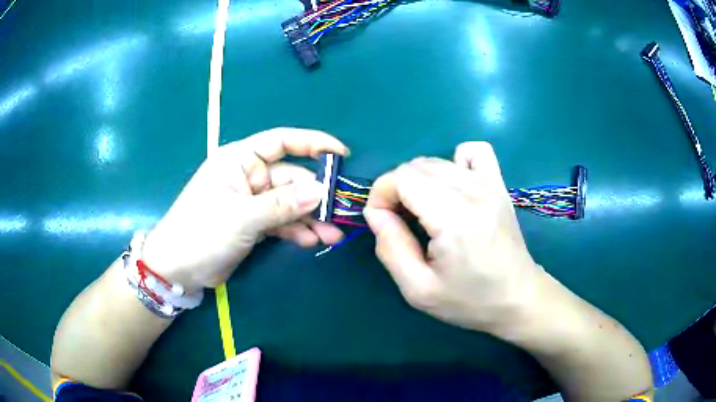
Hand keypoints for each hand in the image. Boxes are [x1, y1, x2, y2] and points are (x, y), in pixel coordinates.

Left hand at [142, 128, 347, 290]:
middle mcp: (249, 176)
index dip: (312, 143)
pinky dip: (296, 230)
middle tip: (339, 214)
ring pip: (289, 203)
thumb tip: (322, 192)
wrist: (178, 269)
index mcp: (240, 160)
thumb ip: (282, 204)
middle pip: (291, 178)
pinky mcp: (254, 223)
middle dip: (316, 196)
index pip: (281, 141)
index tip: (341, 154)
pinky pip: (282, 222)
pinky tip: (311, 241)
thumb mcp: (242, 217)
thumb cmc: (201, 232)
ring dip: (311, 218)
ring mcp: (252, 201)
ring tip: (332, 235)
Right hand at [363, 142, 543, 334]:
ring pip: (438, 160)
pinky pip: (474, 151)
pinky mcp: (500, 185)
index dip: (381, 194)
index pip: (403, 177)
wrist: (518, 299)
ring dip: (418, 180)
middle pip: (417, 165)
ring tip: (423, 210)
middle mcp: (475, 192)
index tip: (381, 221)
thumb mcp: (418, 289)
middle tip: (399, 221)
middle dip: (396, 189)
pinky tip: (453, 188)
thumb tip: (376, 212)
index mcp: (455, 219)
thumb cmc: (469, 301)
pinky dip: (455, 161)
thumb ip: (390, 248)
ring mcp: (491, 184)